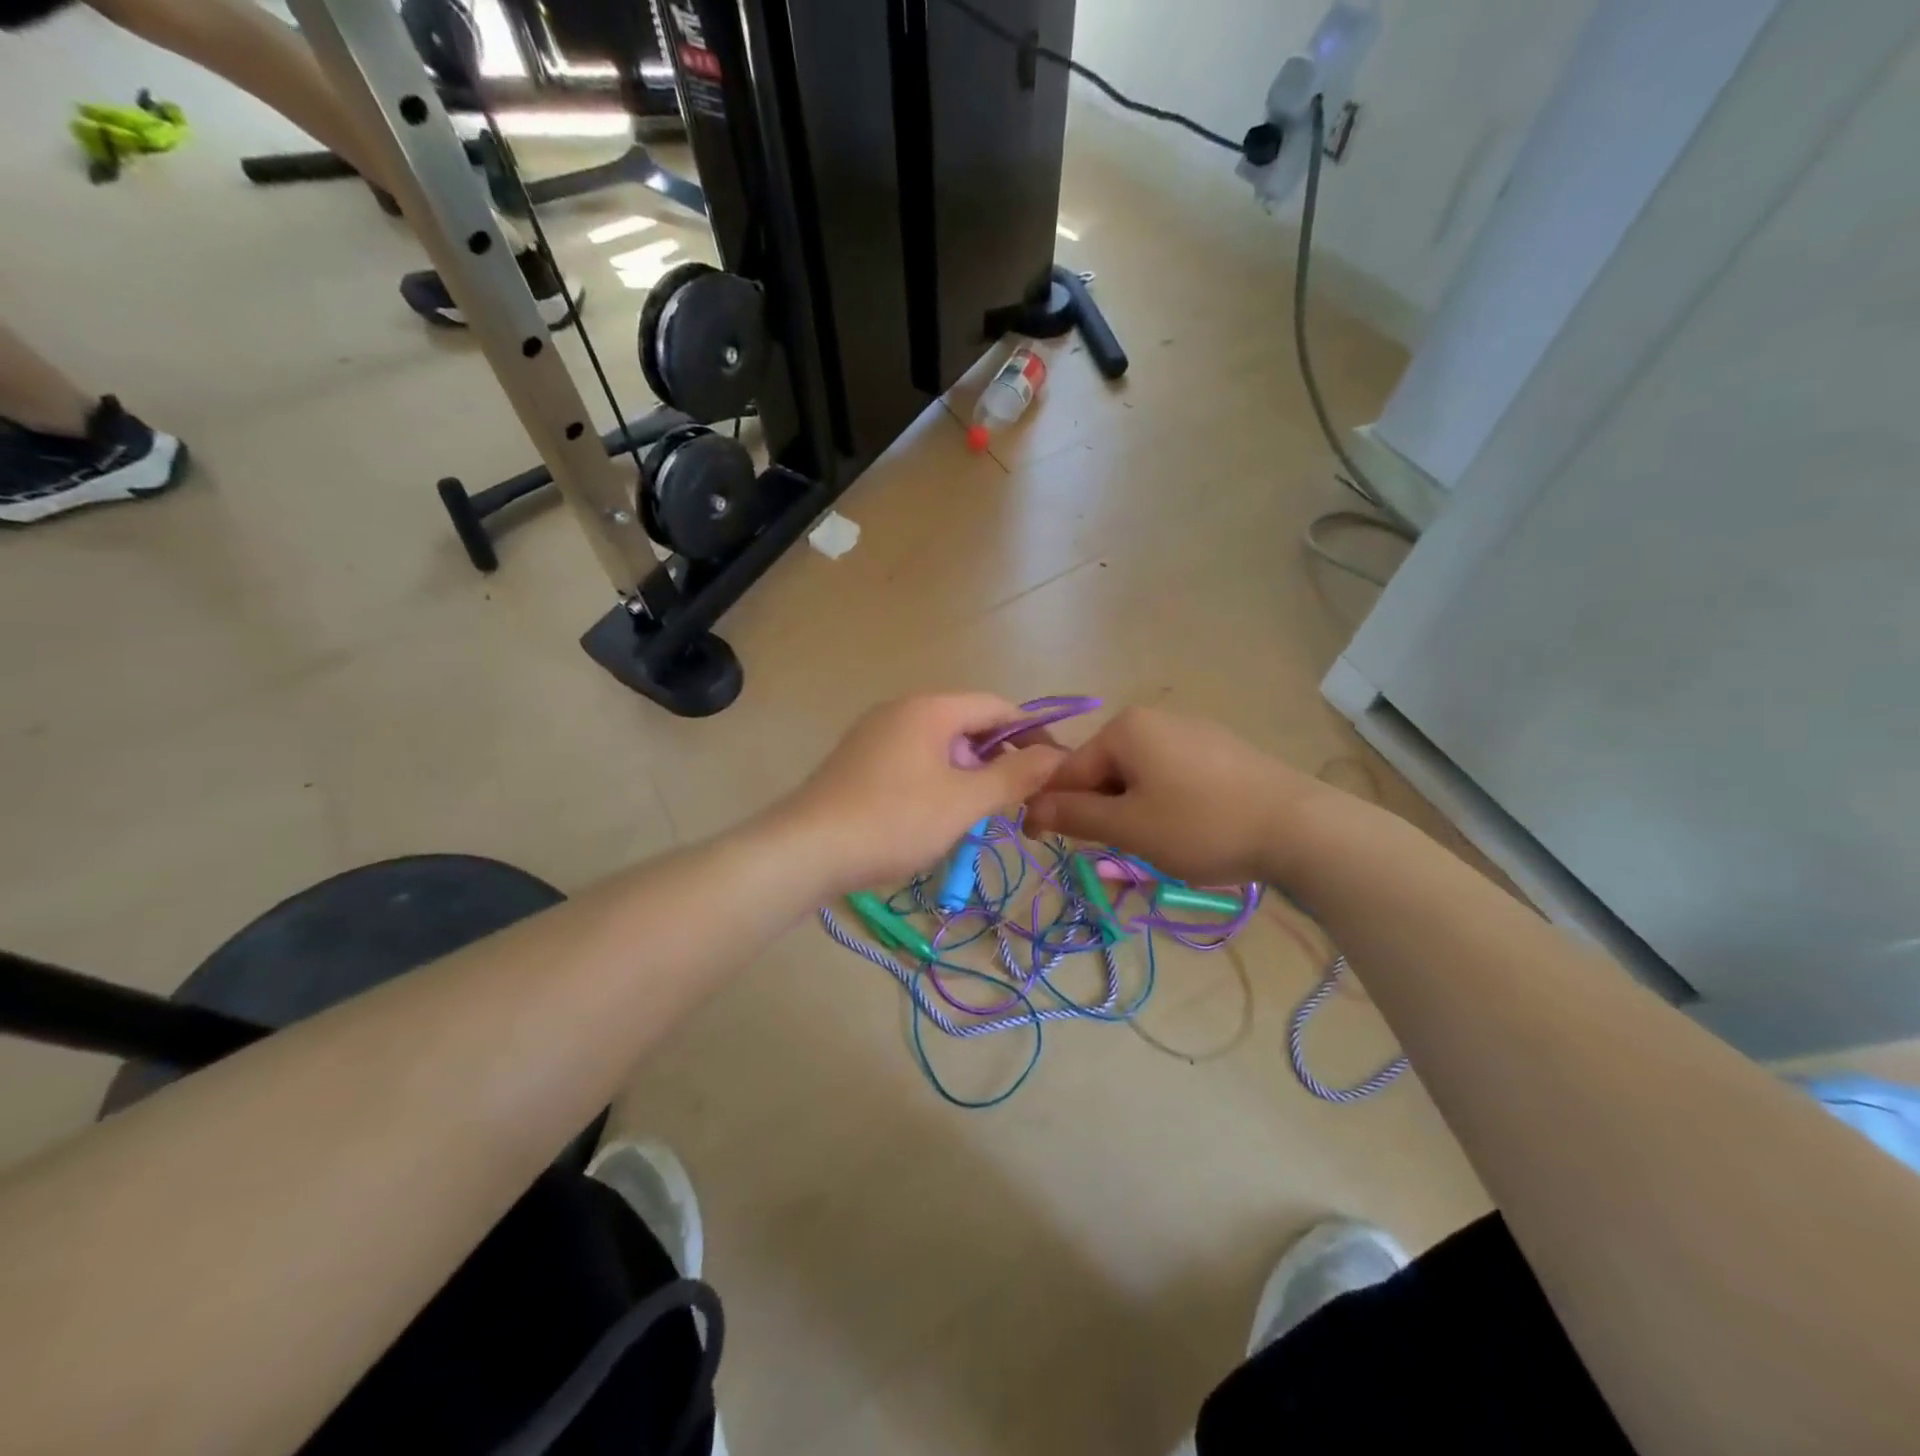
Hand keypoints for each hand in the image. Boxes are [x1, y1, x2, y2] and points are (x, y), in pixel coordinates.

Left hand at [776, 694, 1066, 893]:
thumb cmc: (893, 821)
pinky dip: (937, 781)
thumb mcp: (963, 802)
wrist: (805, 850)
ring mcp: (875, 735)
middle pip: (968, 725)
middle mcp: (901, 710)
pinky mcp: (858, 761)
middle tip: (1017, 801)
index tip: (1054, 769)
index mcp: (930, 709)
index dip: (1032, 734)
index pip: (997, 707)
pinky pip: (913, 761)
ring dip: (968, 774)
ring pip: (940, 746)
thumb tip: (1056, 756)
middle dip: (998, 759)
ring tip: (978, 814)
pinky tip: (935, 817)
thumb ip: (1014, 776)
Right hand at [1022, 706, 1325, 884]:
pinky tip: (1186, 828)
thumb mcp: (1129, 827)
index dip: (1052, 808)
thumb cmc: (1201, 825)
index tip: (1041, 843)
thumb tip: (1030, 808)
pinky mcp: (1218, 750)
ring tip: (1154, 844)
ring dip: (1130, 810)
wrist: (1300, 828)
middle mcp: (1154, 718)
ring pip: (1136, 776)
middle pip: (1103, 770)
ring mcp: (1190, 731)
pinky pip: (1169, 775)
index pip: (1068, 769)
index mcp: (1125, 728)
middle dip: (1100, 810)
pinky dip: (1162, 803)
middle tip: (1115, 851)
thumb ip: (1074, 815)